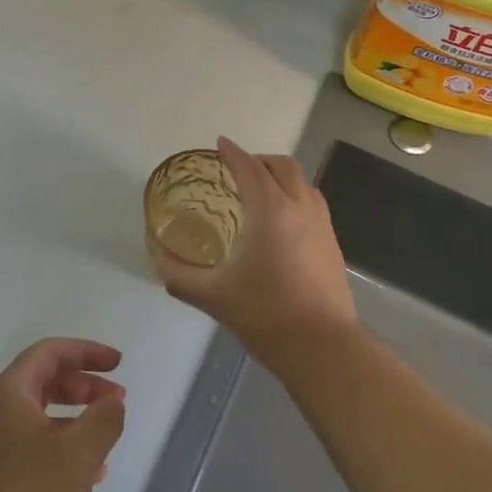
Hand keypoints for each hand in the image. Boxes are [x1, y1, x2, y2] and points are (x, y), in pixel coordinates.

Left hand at [0, 338, 125, 491]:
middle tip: (117, 399)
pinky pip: (36, 448)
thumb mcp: (79, 453)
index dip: (87, 351)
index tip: (118, 362)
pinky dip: (64, 449)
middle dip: (84, 385)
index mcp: (11, 391)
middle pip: (45, 380)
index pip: (51, 351)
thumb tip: (113, 402)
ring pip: (42, 417)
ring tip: (108, 437)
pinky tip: (89, 476)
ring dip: (77, 419)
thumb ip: (104, 420)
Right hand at [154, 136, 357, 371]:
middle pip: (282, 166)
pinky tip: (283, 224)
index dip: (233, 153)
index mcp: (269, 210)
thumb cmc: (265, 314)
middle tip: (238, 170)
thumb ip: (180, 276)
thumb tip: (158, 262)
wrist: (323, 347)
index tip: (220, 144)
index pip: (249, 168)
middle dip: (259, 160)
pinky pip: (314, 204)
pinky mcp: (333, 245)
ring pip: (303, 183)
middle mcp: (299, 207)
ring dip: (281, 177)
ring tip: (262, 193)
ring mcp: (322, 225)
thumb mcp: (213, 296)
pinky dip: (296, 198)